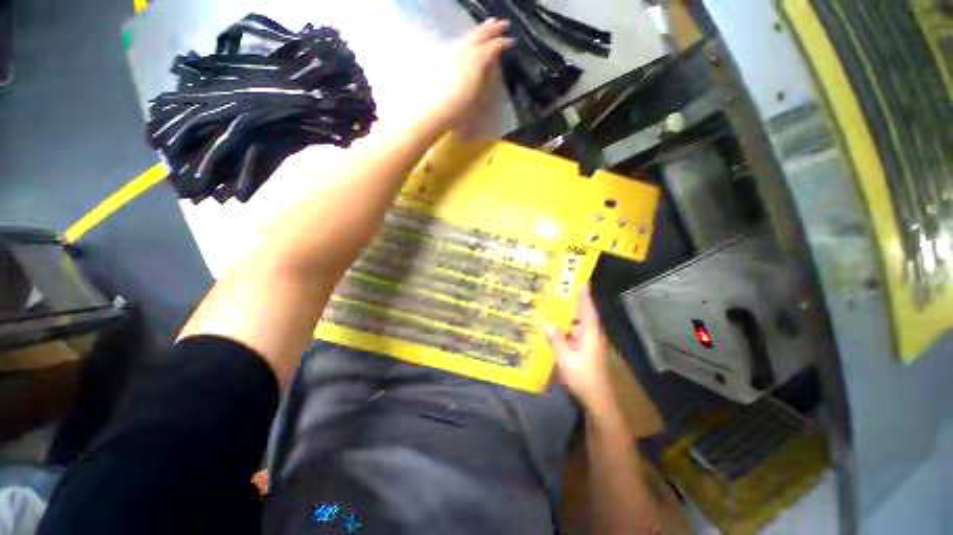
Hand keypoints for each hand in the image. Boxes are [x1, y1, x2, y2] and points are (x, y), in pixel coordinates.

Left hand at [425, 18, 512, 128]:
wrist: (435, 112)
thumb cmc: (461, 110)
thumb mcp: (480, 97)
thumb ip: (487, 78)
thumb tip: (492, 65)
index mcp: (478, 61)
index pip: (494, 47)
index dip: (503, 43)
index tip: (511, 41)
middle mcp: (466, 51)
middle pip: (480, 35)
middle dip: (492, 29)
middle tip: (503, 23)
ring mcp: (453, 53)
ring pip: (468, 36)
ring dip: (480, 30)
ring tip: (487, 25)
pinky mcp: (442, 58)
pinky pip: (458, 43)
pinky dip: (467, 39)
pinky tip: (468, 40)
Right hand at [546, 285, 616, 412]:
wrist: (597, 401)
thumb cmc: (584, 377)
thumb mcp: (566, 358)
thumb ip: (557, 341)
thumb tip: (548, 326)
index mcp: (591, 335)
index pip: (588, 311)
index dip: (585, 297)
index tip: (583, 283)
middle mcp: (592, 337)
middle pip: (583, 317)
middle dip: (574, 305)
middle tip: (562, 292)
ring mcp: (589, 346)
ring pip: (577, 327)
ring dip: (568, 319)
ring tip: (554, 308)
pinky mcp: (585, 353)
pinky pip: (574, 337)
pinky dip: (566, 332)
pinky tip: (555, 330)